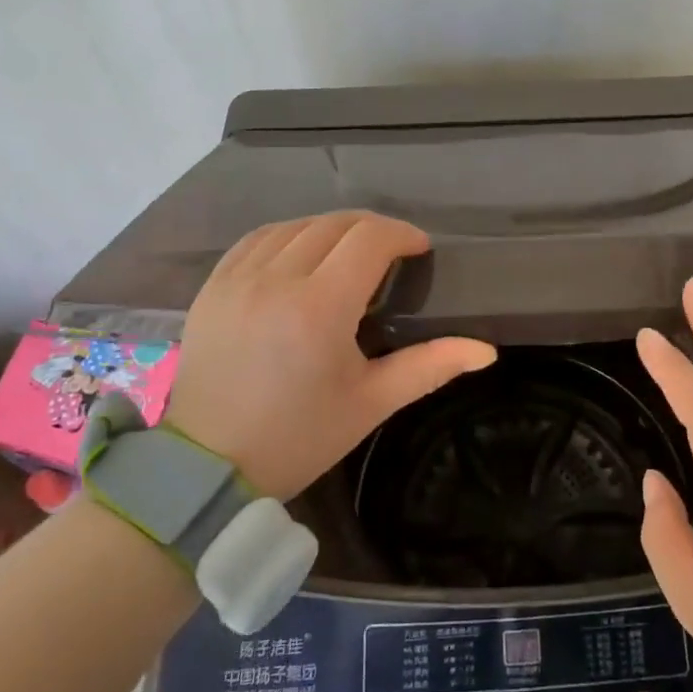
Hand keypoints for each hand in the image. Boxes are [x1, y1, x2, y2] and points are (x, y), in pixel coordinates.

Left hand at [162, 212, 495, 499]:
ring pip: (296, 226)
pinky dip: (288, 236)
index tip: (418, 250)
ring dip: (331, 230)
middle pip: (335, 224)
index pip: (370, 239)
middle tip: (390, 254)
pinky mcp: (213, 287)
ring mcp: (238, 279)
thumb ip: (429, 367)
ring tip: (348, 254)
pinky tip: (301, 254)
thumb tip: (485, 351)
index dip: (402, 234)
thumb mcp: (370, 403)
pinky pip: (257, 239)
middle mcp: (277, 280)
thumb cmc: (298, 437)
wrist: (207, 467)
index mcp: (320, 307)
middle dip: (372, 229)